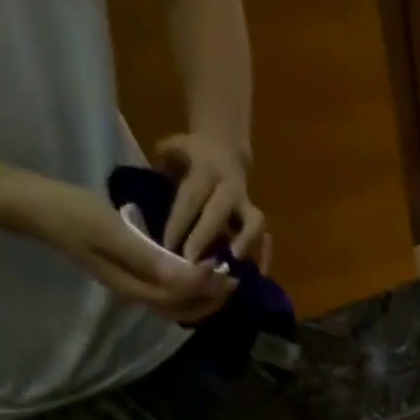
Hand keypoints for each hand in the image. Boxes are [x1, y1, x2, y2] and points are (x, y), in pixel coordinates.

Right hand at [12, 175, 233, 322]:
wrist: (37, 208)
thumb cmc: (72, 213)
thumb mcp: (111, 231)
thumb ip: (149, 258)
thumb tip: (185, 278)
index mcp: (133, 287)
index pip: (179, 297)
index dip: (204, 286)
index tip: (222, 266)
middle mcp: (136, 294)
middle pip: (182, 308)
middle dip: (211, 298)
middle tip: (234, 279)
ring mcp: (132, 286)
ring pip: (176, 303)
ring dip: (202, 296)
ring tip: (223, 279)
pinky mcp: (130, 275)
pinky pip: (166, 290)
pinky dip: (187, 287)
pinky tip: (197, 272)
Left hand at [155, 133, 267, 264]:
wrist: (225, 148)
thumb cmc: (194, 155)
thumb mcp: (176, 148)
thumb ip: (166, 161)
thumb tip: (155, 179)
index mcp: (206, 169)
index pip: (191, 197)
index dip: (179, 221)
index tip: (167, 244)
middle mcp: (230, 187)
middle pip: (218, 212)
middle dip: (204, 236)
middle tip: (191, 260)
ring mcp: (247, 204)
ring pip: (253, 223)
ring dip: (246, 243)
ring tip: (234, 262)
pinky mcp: (257, 220)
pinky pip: (264, 237)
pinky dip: (264, 255)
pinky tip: (258, 272)